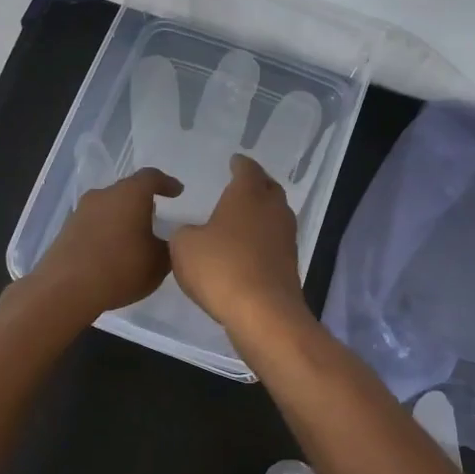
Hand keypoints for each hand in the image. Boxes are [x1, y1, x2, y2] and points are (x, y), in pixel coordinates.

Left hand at [20, 167, 181, 324]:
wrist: (66, 289)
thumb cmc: (121, 267)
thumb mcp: (159, 262)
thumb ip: (169, 248)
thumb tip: (169, 242)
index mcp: (130, 194)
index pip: (151, 177)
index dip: (166, 183)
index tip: (177, 191)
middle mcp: (104, 195)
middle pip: (127, 190)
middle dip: (142, 201)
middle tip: (156, 214)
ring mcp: (81, 212)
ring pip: (108, 207)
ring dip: (122, 217)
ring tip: (134, 236)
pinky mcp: (66, 231)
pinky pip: (94, 224)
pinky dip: (106, 232)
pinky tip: (113, 251)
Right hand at [169, 154, 309, 335]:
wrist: (263, 312)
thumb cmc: (221, 268)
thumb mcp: (184, 247)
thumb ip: (185, 233)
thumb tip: (193, 233)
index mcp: (248, 195)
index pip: (247, 169)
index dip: (240, 164)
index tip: (234, 161)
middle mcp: (272, 209)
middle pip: (268, 188)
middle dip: (257, 184)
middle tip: (243, 184)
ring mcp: (286, 237)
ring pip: (275, 215)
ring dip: (262, 213)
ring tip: (244, 216)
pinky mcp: (289, 264)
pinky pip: (275, 241)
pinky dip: (263, 238)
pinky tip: (248, 247)